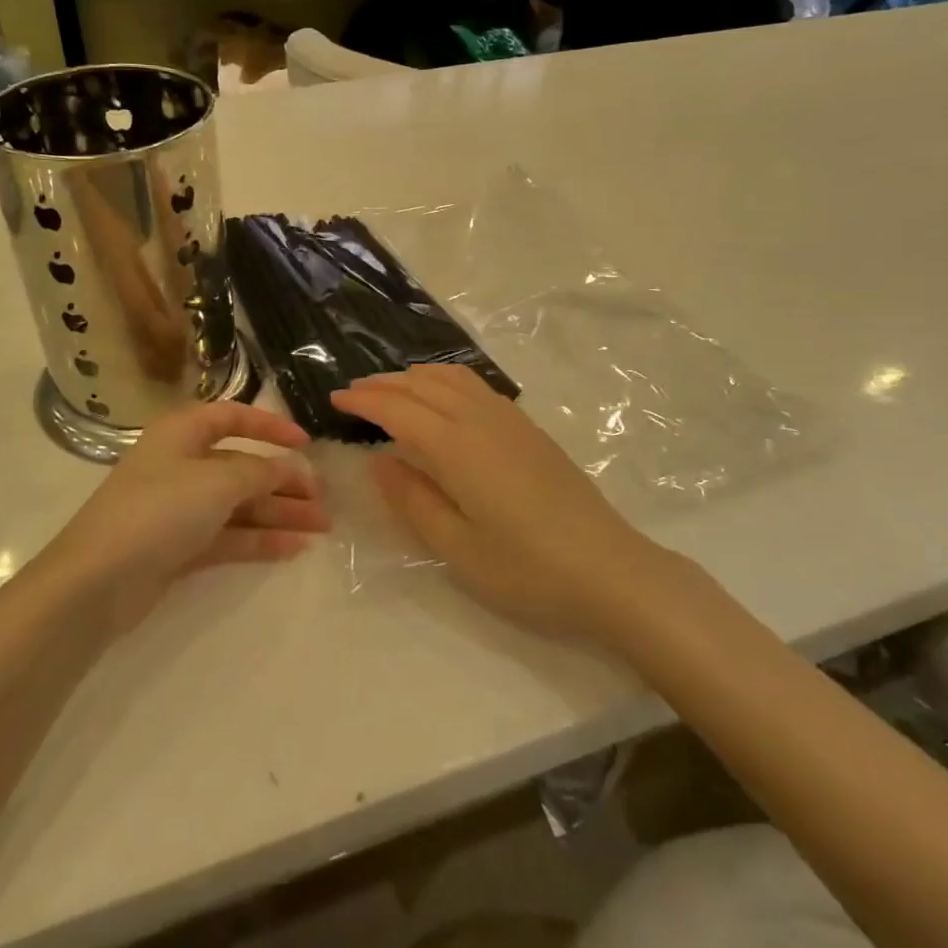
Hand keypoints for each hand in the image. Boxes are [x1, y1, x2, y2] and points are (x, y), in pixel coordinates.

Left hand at [35, 402, 328, 630]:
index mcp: (182, 434)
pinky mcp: (180, 547)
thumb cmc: (159, 510)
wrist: (97, 581)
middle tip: (324, 498)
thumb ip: (262, 472)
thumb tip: (295, 467)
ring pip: (239, 504)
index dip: (270, 426)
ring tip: (323, 527)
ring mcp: (180, 509)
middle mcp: (182, 465)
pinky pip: (229, 536)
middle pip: (242, 466)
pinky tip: (294, 547)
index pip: (232, 417)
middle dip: (284, 480)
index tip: (306, 444)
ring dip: (280, 513)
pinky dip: (260, 540)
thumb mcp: (217, 481)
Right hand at [331, 366, 664, 645]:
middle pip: (423, 386)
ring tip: (391, 388)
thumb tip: (381, 459)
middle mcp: (482, 421)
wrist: (611, 571)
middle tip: (354, 393)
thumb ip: (413, 500)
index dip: (364, 401)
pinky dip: (446, 380)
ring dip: (415, 377)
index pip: (399, 410)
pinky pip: (476, 386)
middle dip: (384, 384)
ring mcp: (511, 421)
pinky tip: (443, 398)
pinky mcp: (530, 430)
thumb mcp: (458, 549)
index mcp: (458, 448)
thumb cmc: (528, 570)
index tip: (335, 399)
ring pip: (453, 378)